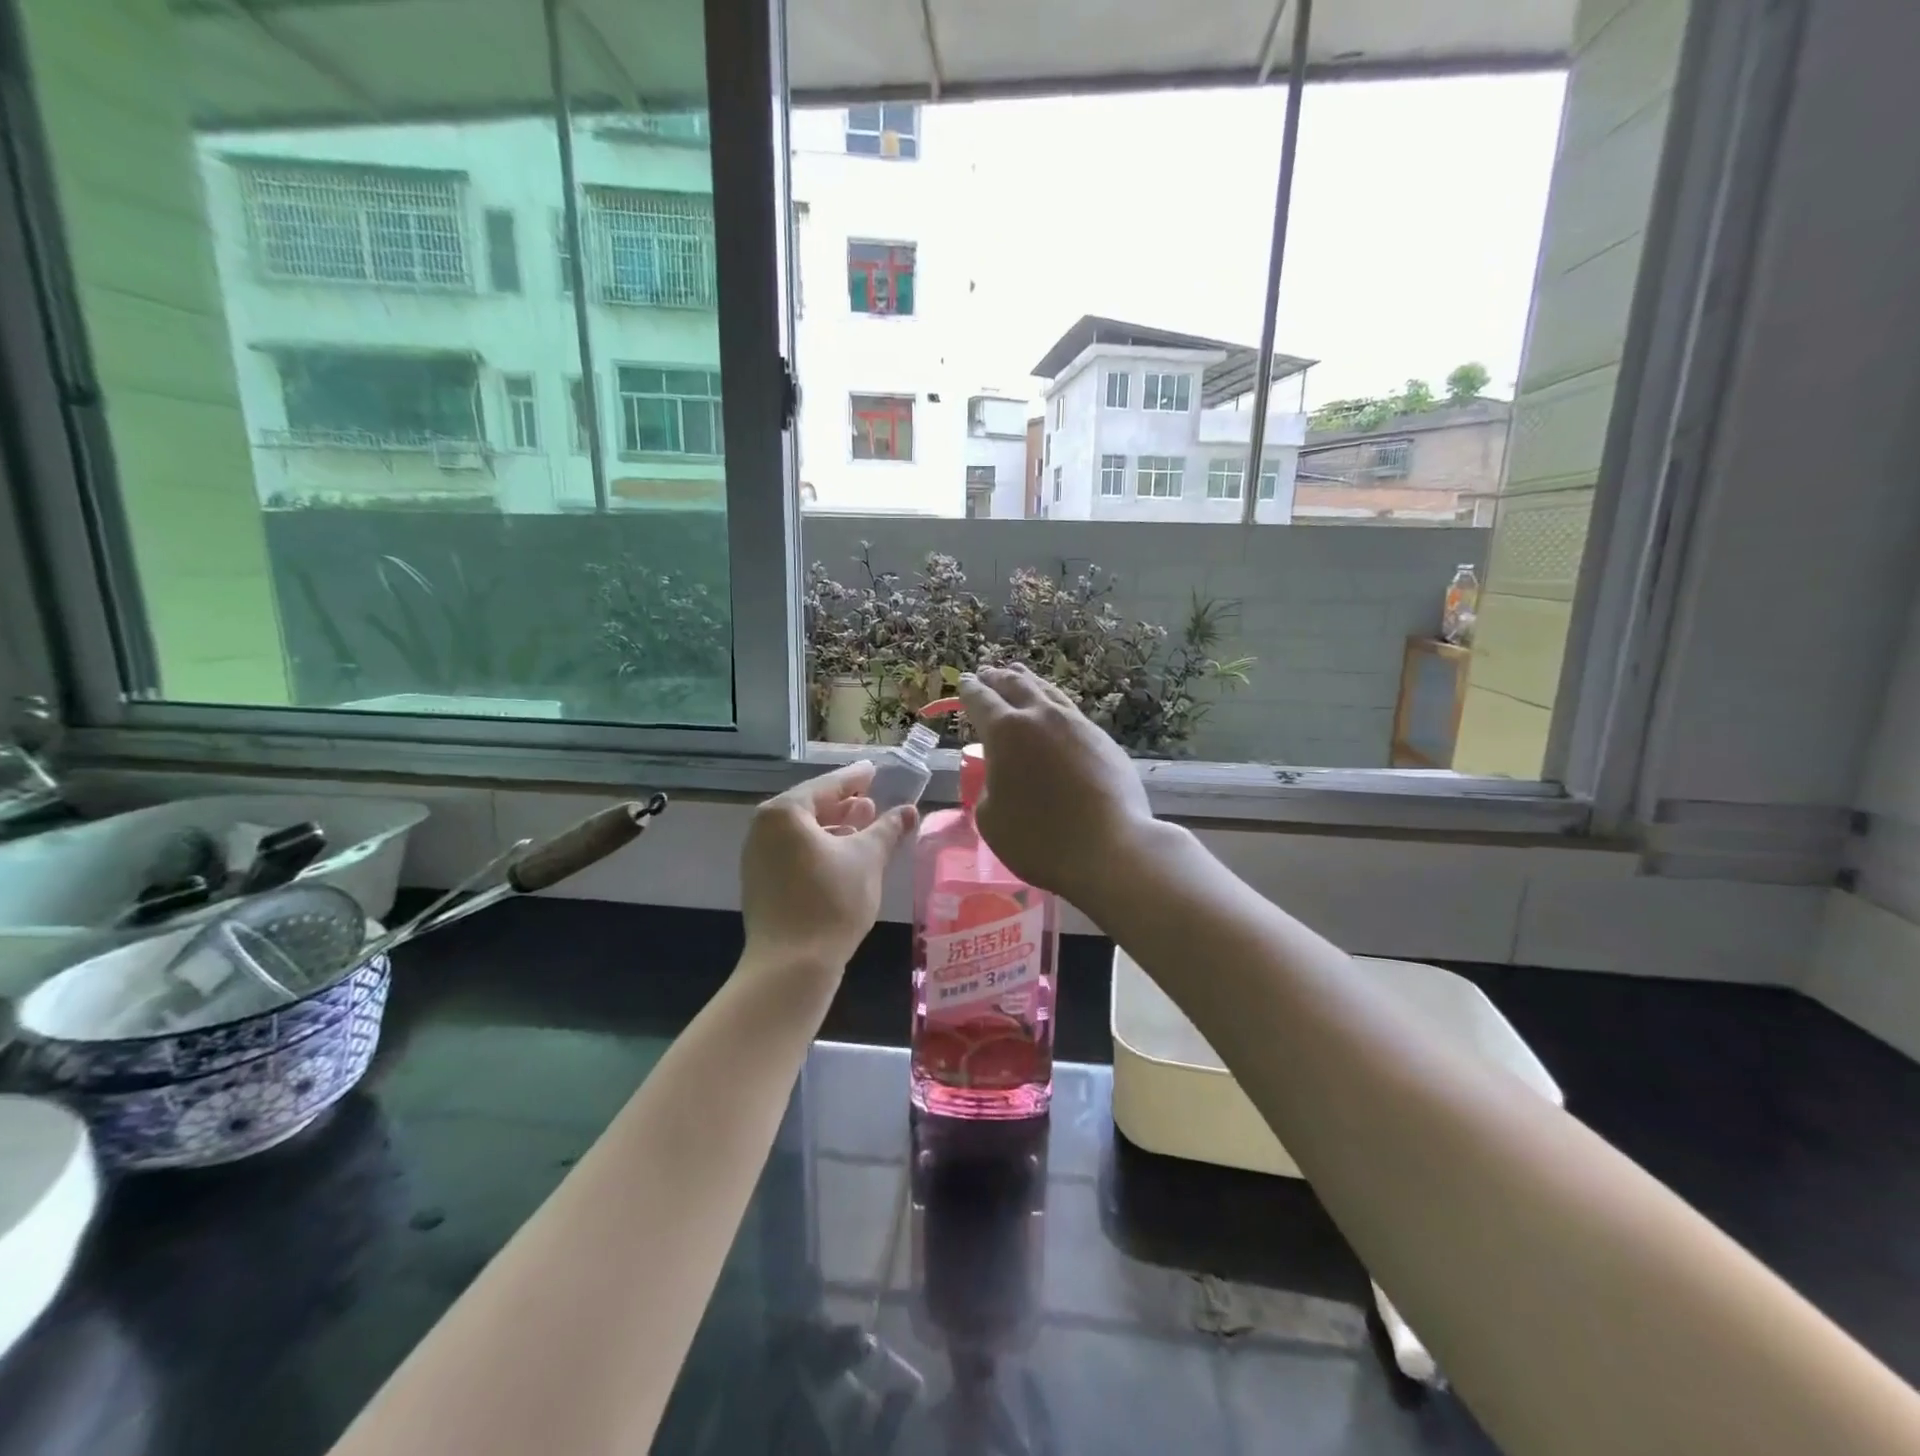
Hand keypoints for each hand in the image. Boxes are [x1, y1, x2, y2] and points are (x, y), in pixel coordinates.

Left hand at [740, 762, 917, 968]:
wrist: (792, 966)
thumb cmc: (831, 901)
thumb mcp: (868, 859)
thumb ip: (888, 829)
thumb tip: (910, 810)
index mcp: (784, 813)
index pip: (827, 785)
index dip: (855, 778)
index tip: (874, 770)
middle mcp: (763, 829)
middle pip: (811, 807)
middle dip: (844, 804)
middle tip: (873, 801)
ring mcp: (758, 858)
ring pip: (803, 833)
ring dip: (835, 828)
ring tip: (865, 827)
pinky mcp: (762, 884)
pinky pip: (794, 853)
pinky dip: (820, 849)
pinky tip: (845, 858)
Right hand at [956, 665, 1155, 907]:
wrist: (1111, 849)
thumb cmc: (1039, 839)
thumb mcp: (991, 818)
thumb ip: (990, 785)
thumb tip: (1002, 774)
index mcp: (1005, 731)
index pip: (980, 699)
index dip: (969, 689)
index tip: (965, 681)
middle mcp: (1041, 717)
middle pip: (1015, 684)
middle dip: (997, 678)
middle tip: (987, 674)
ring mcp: (1077, 724)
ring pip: (1047, 692)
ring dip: (1028, 682)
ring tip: (1019, 677)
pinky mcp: (1103, 740)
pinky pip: (1070, 712)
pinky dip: (1053, 704)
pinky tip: (1054, 712)